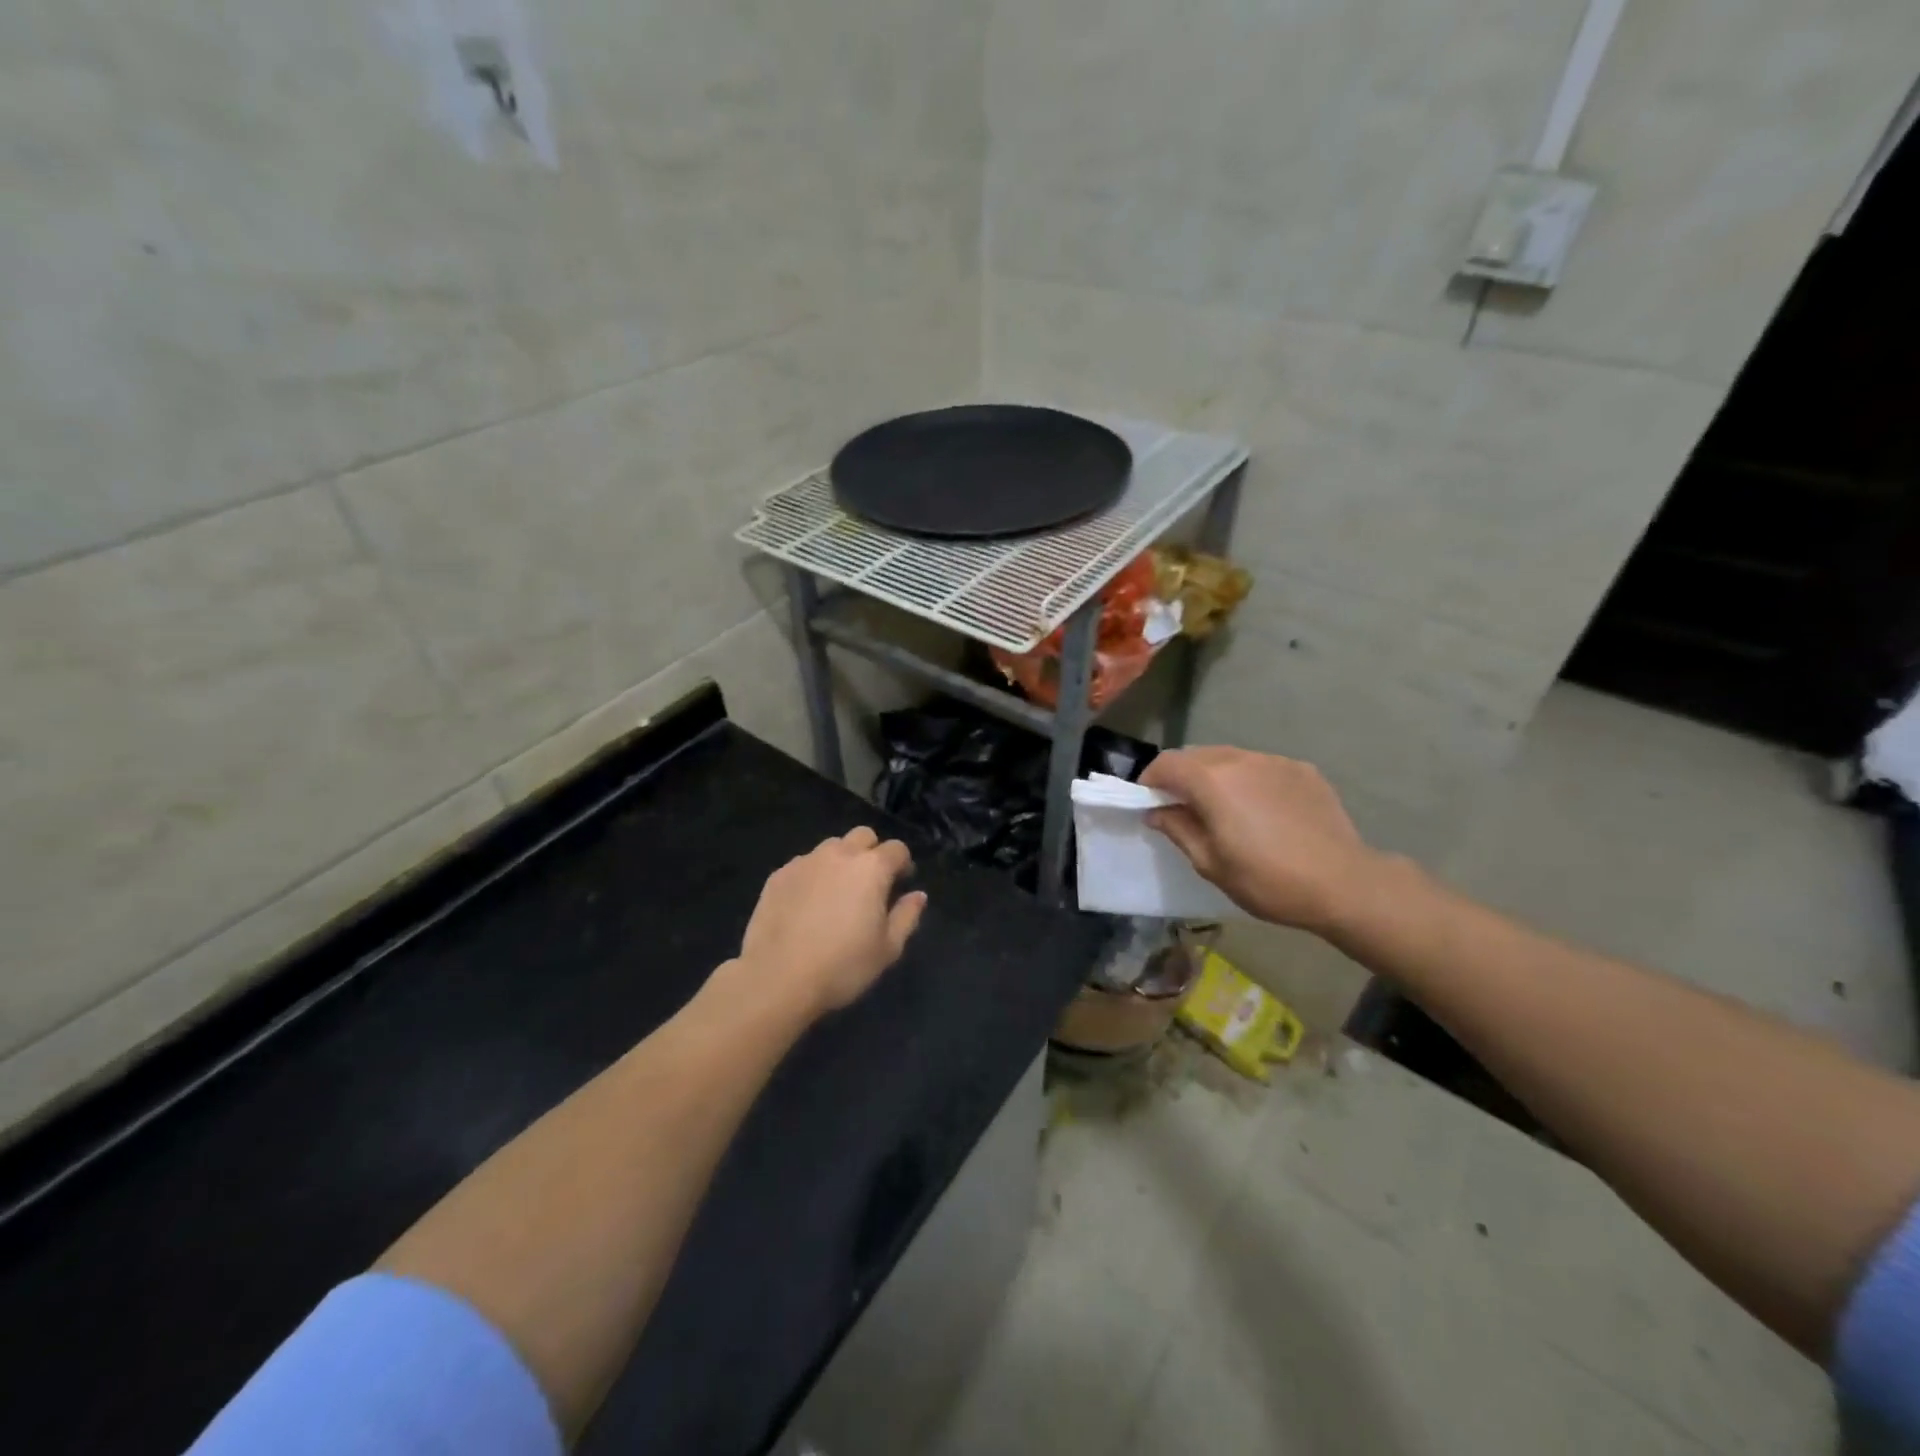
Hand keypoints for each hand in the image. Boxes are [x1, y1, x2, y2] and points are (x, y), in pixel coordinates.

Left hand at [737, 826, 926, 1014]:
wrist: (777, 978)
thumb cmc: (842, 966)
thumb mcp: (887, 949)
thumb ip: (907, 916)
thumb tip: (918, 895)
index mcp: (872, 868)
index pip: (897, 848)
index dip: (903, 864)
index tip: (901, 883)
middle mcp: (839, 854)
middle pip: (863, 836)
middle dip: (872, 852)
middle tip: (870, 883)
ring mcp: (805, 861)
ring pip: (831, 847)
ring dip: (841, 861)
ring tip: (837, 892)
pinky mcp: (778, 875)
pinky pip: (804, 864)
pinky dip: (813, 875)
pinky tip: (807, 904)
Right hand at [1140, 747, 1388, 934]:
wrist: (1344, 884)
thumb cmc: (1268, 880)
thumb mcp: (1211, 863)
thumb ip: (1178, 829)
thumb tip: (1156, 811)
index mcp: (1212, 781)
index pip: (1166, 763)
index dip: (1150, 780)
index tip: (1149, 802)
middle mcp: (1241, 759)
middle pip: (1196, 755)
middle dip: (1181, 775)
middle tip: (1182, 807)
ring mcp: (1275, 761)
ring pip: (1230, 758)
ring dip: (1215, 776)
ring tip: (1223, 808)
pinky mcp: (1302, 770)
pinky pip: (1261, 767)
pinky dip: (1248, 780)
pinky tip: (1261, 810)